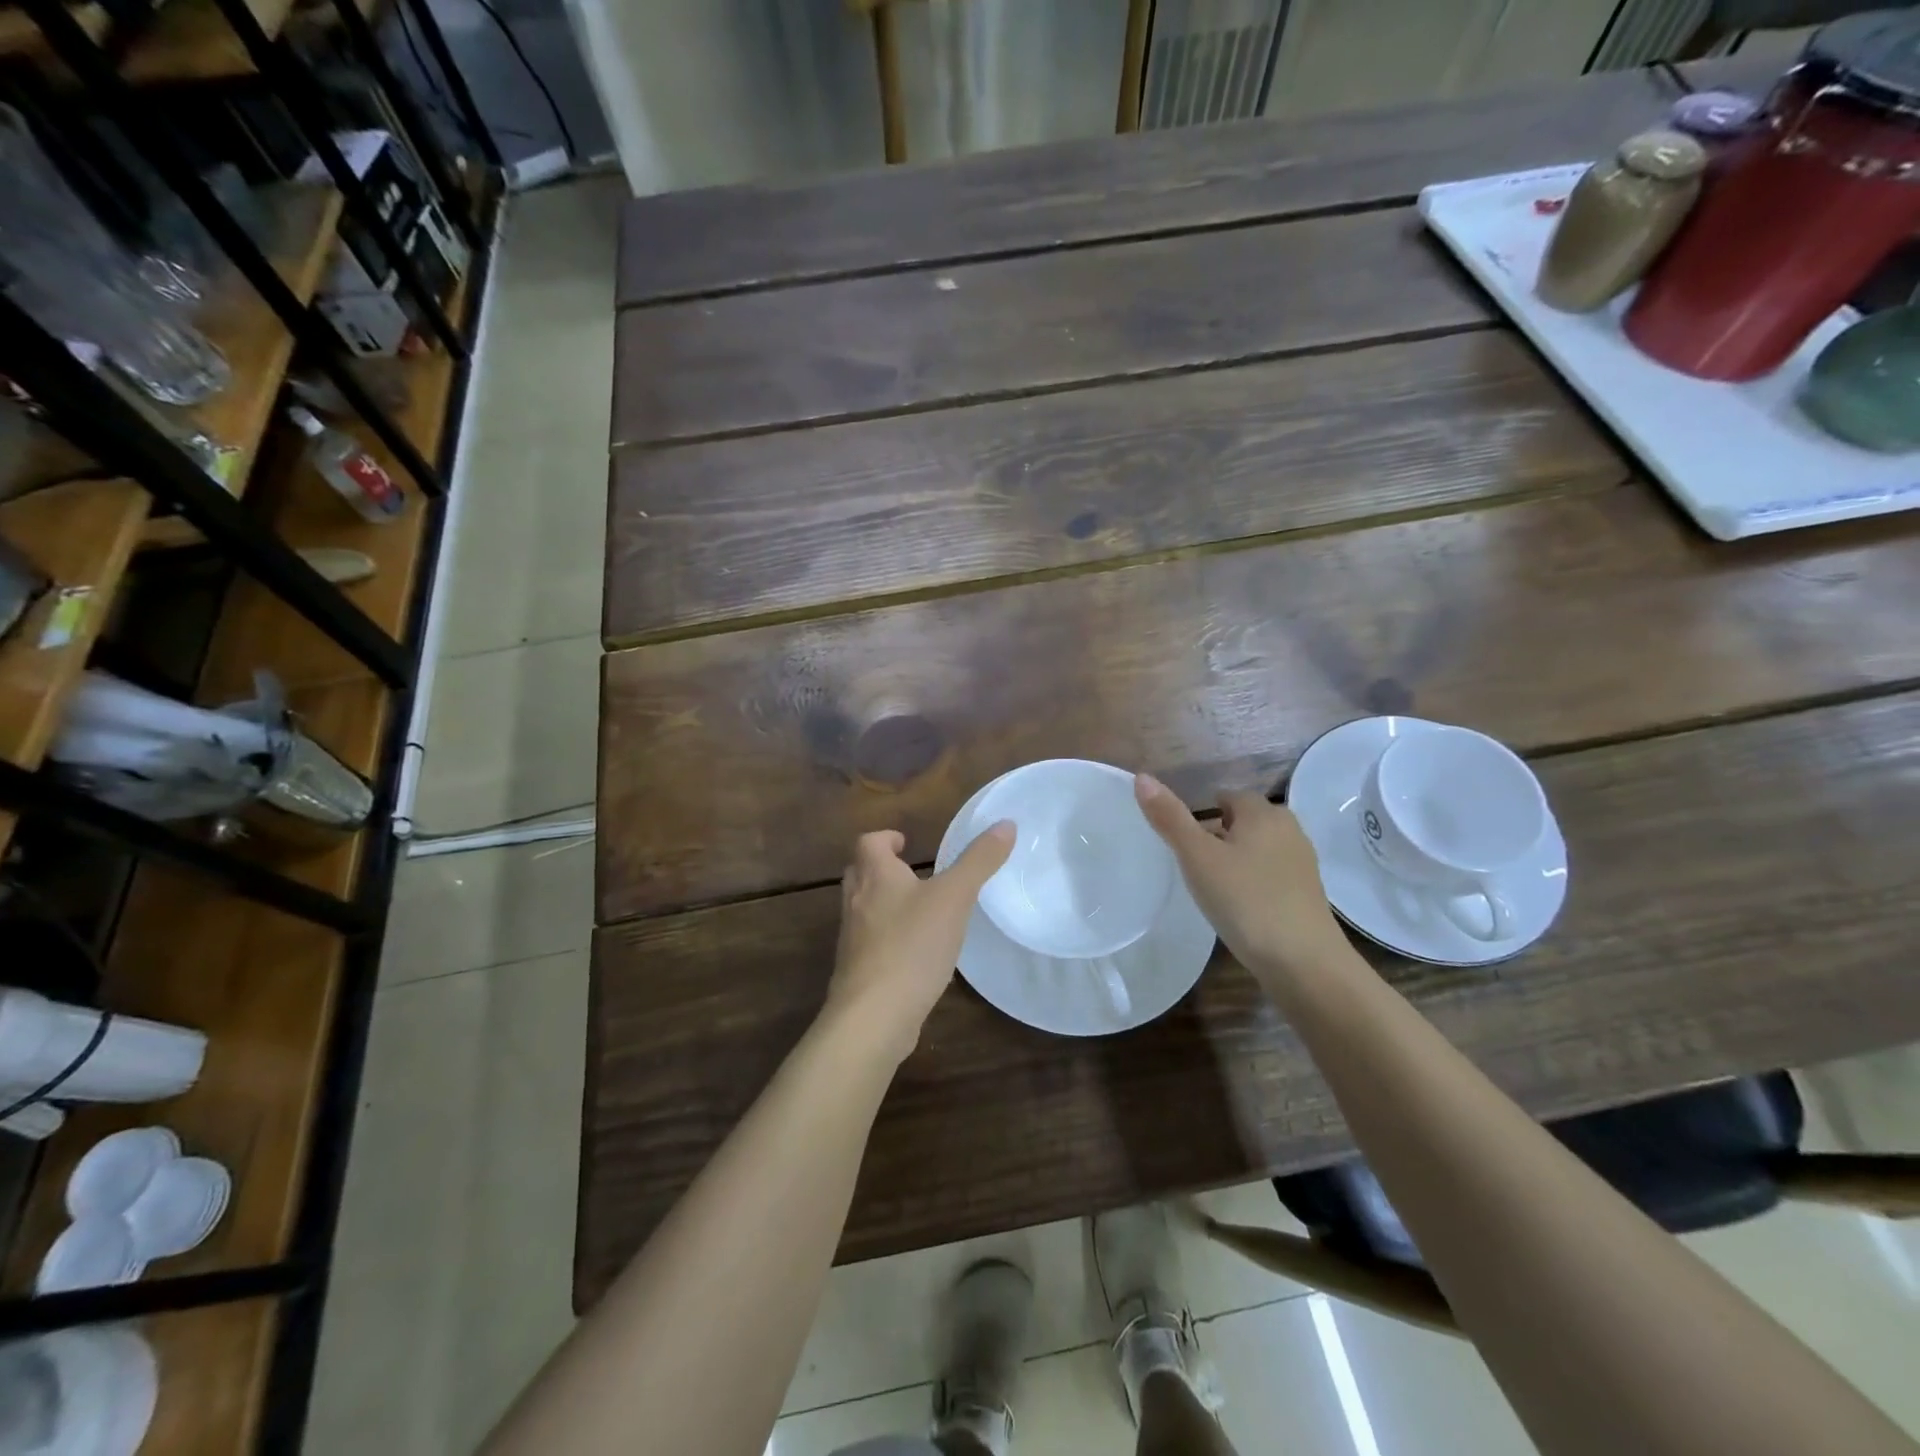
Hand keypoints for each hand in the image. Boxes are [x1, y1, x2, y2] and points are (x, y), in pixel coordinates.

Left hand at [825, 823, 1014, 1064]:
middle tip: (910, 872)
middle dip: (881, 868)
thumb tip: (1006, 823)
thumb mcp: (955, 897)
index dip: (885, 838)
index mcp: (875, 876)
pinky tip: (913, 954)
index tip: (906, 843)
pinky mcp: (857, 972)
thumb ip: (979, 861)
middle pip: (859, 873)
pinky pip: (869, 944)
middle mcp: (856, 902)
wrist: (874, 1015)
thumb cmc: (913, 945)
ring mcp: (852, 939)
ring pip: (862, 909)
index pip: (867, 842)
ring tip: (917, 911)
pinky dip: (886, 939)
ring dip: (883, 903)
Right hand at [1134, 773, 1349, 978]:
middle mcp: (1288, 829)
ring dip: (1237, 858)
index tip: (1183, 841)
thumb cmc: (1245, 900)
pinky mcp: (1307, 892)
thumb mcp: (1197, 858)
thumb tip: (1142, 777)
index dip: (1202, 813)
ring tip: (1212, 885)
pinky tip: (1239, 905)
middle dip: (1220, 833)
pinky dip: (1253, 880)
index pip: (1227, 796)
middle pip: (1246, 820)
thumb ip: (1170, 818)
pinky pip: (1272, 872)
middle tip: (1193, 863)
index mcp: (1263, 813)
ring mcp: (1302, 862)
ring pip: (1260, 847)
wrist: (1303, 962)